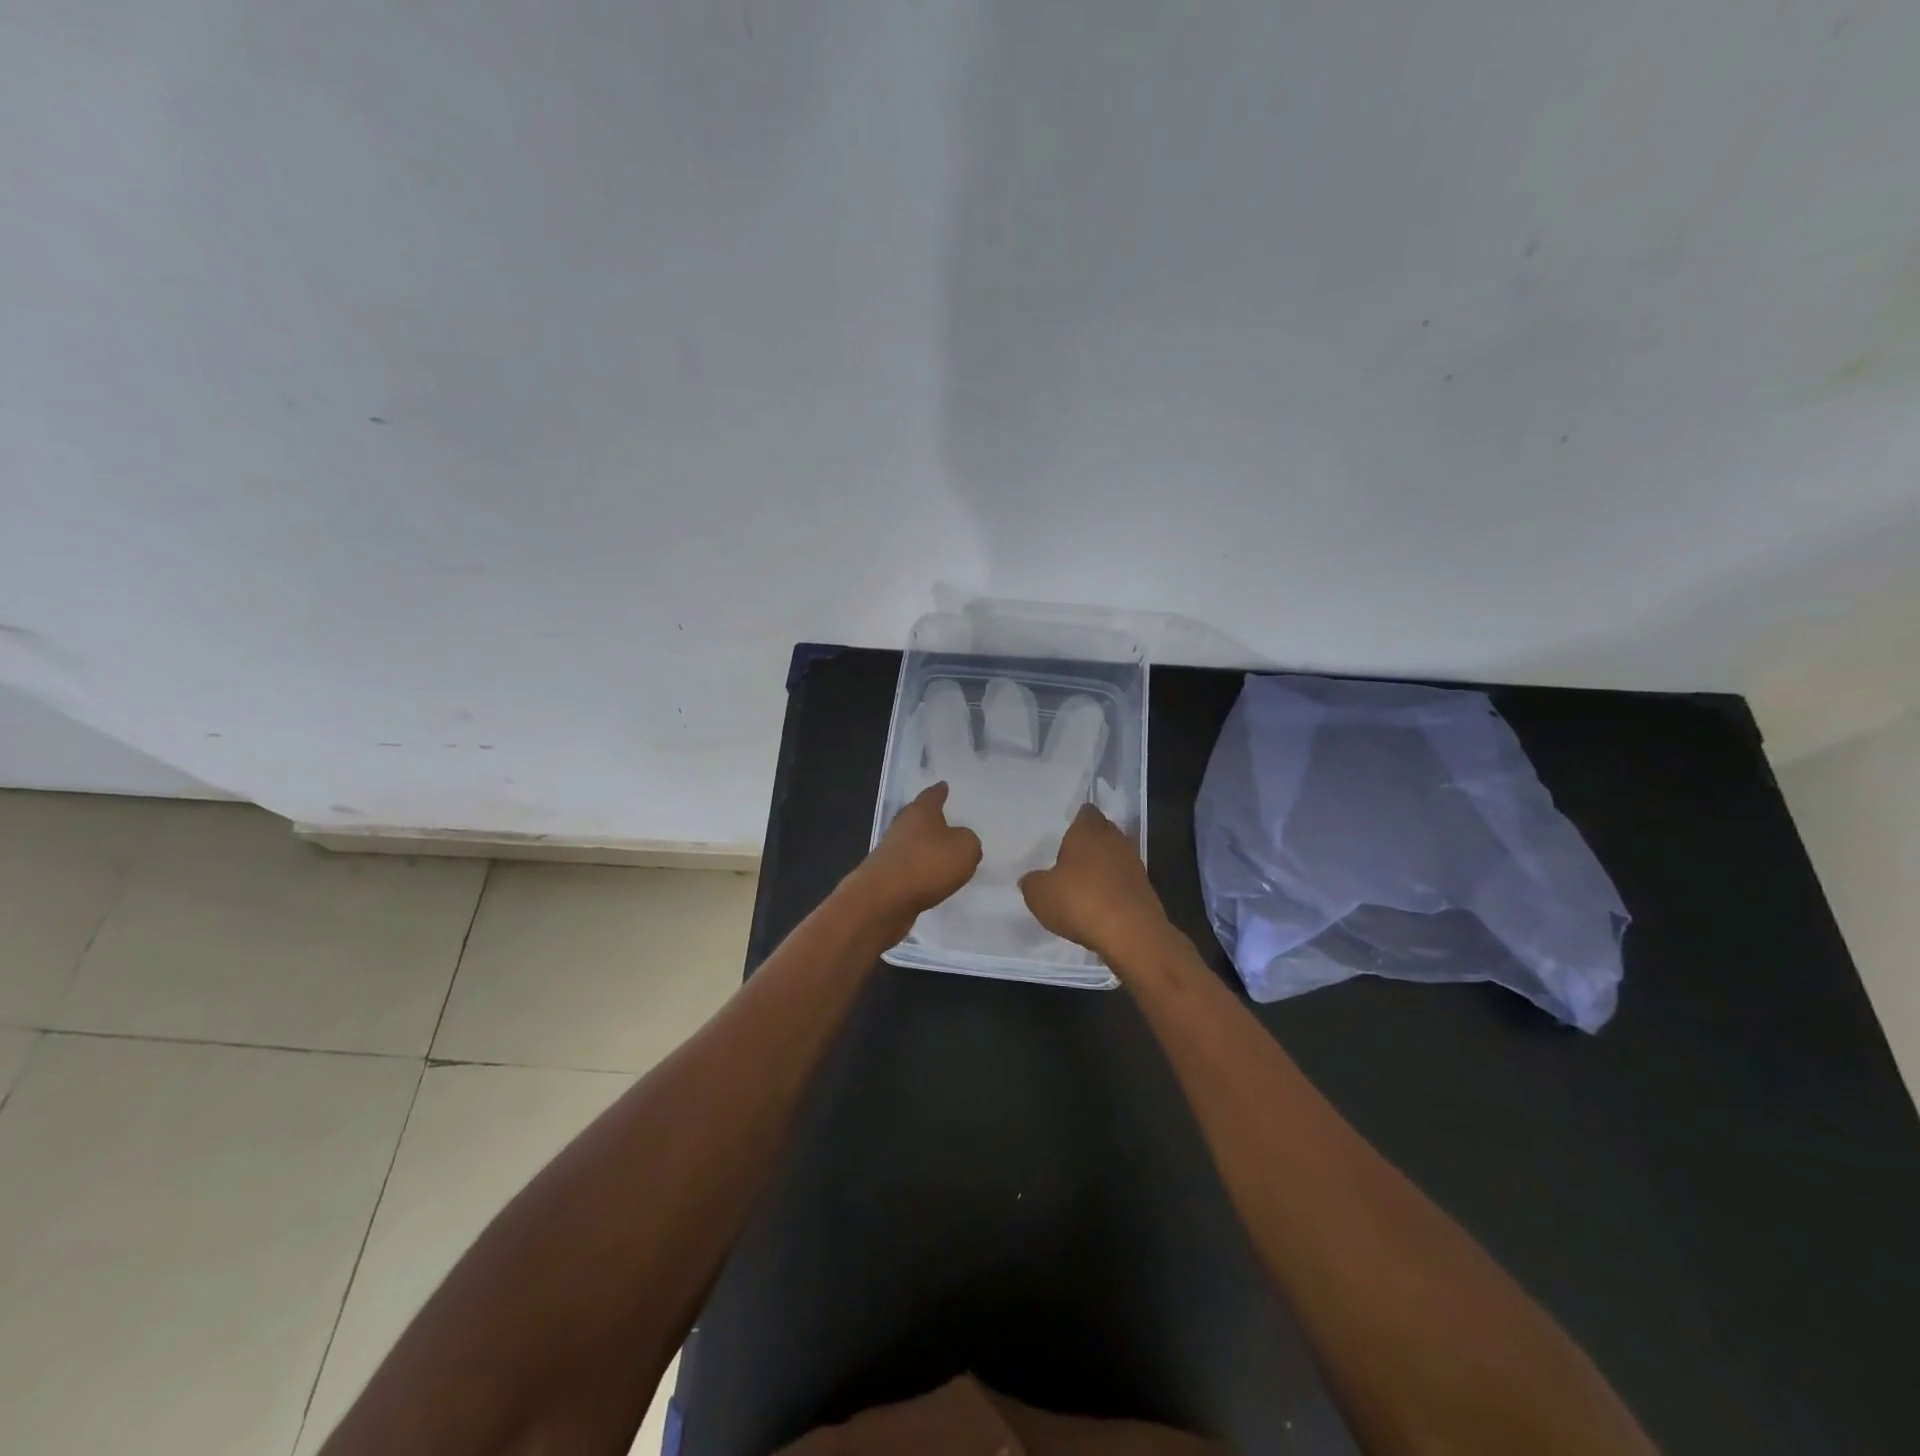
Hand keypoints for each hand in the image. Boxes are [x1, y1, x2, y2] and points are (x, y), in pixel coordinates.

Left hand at [846, 782, 982, 941]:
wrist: (883, 899)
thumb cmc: (927, 864)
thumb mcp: (965, 848)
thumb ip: (969, 841)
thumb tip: (962, 842)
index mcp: (921, 811)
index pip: (932, 795)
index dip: (940, 791)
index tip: (944, 785)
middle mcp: (902, 826)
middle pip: (918, 818)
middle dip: (931, 819)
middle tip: (947, 819)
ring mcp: (891, 851)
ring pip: (913, 843)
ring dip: (926, 848)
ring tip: (944, 853)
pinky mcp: (886, 876)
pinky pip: (909, 868)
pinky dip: (920, 871)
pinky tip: (932, 879)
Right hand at [1019, 802, 1173, 961]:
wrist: (1131, 935)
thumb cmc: (1080, 902)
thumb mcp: (1039, 894)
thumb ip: (1032, 882)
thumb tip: (1032, 879)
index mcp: (1088, 831)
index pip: (1086, 813)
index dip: (1076, 820)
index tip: (1064, 832)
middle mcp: (1115, 840)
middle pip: (1102, 833)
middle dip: (1088, 843)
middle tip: (1068, 857)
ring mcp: (1133, 864)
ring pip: (1114, 857)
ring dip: (1101, 867)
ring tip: (1082, 883)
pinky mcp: (1144, 889)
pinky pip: (1123, 880)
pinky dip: (1112, 887)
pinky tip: (1098, 904)